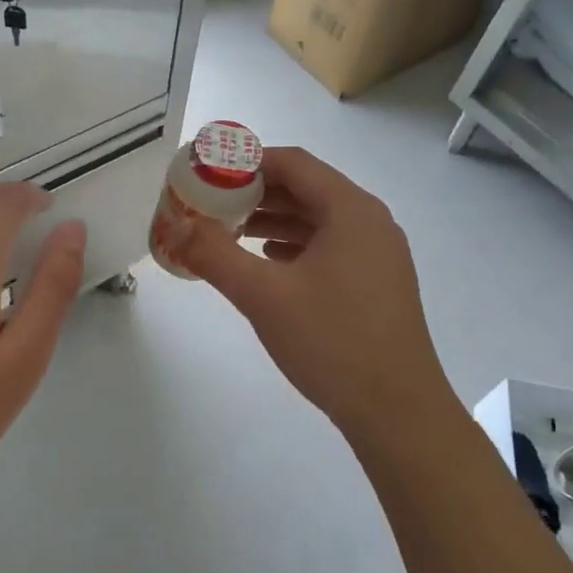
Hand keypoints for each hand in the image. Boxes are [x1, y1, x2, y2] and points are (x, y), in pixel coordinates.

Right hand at [169, 147, 459, 443]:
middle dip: (257, 193)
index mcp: (350, 210)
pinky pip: (331, 247)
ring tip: (230, 232)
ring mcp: (379, 254)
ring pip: (319, 220)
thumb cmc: (331, 341)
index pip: (294, 163)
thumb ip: (214, 255)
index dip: (248, 162)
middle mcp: (370, 222)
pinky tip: (269, 263)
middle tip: (212, 204)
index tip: (208, 173)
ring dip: (274, 221)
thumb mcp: (263, 295)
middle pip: (307, 189)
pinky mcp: (378, 283)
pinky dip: (296, 246)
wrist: (397, 411)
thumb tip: (175, 227)